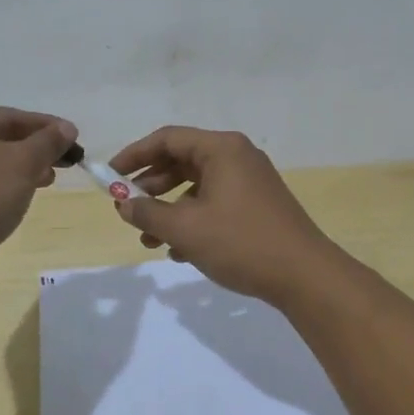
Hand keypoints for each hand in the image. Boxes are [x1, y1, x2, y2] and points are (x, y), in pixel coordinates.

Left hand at [0, 107, 76, 265]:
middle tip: (66, 162)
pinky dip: (3, 186)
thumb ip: (47, 142)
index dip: (46, 126)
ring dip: (22, 169)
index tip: (74, 137)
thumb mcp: (22, 163)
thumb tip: (67, 128)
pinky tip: (21, 198)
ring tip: (48, 180)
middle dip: (34, 149)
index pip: (9, 116)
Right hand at [109, 126, 341, 304]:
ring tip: (148, 239)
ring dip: (169, 209)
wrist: (304, 275)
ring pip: (197, 187)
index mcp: (222, 149)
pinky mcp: (257, 206)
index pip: (168, 139)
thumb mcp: (186, 228)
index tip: (110, 176)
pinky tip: (179, 251)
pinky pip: (214, 203)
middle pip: (182, 161)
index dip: (134, 155)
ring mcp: (250, 182)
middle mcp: (237, 157)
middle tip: (127, 208)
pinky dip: (193, 220)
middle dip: (150, 186)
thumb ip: (149, 213)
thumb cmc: (241, 242)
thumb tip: (124, 204)